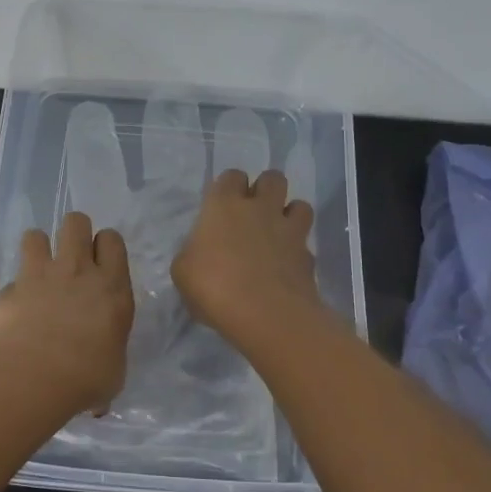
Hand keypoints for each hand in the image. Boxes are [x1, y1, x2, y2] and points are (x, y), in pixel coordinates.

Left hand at [0, 212, 134, 413]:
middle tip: (72, 258)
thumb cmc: (87, 376)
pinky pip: (11, 279)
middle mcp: (77, 271)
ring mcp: (39, 275)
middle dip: (74, 232)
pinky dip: (13, 291)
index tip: (101, 264)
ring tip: (39, 272)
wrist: (34, 375)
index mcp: (112, 287)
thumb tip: (100, 389)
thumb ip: (106, 361)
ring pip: (36, 234)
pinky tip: (14, 312)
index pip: (112, 240)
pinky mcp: (8, 290)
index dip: (105, 246)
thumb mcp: (112, 373)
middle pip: (76, 221)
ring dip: (38, 249)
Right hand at [172, 169, 327, 355]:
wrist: (266, 315)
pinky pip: (306, 244)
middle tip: (253, 213)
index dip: (228, 188)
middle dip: (265, 190)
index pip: (231, 176)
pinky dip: (298, 252)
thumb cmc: (214, 287)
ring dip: (290, 214)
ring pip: (300, 204)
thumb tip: (200, 254)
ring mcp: (289, 231)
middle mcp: (260, 209)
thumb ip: (193, 254)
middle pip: (272, 178)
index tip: (222, 207)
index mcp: (224, 206)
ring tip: (277, 234)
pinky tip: (286, 268)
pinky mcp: (308, 256)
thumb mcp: (183, 272)